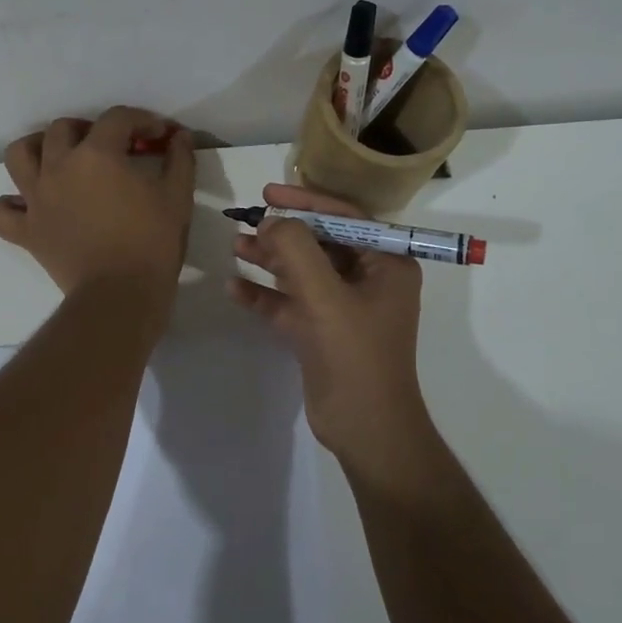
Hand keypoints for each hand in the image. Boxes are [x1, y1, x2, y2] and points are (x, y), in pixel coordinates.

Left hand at [0, 108, 194, 315]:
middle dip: (90, 129)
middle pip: (63, 128)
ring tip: (57, 159)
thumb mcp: (178, 197)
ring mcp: (37, 199)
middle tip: (111, 147)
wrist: (120, 295)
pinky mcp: (26, 231)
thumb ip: (179, 160)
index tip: (158, 136)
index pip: (117, 119)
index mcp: (98, 154)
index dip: (142, 120)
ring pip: (19, 155)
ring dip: (37, 149)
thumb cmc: (152, 243)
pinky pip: (0, 212)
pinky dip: (9, 205)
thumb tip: (179, 137)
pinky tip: (28, 206)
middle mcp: (59, 167)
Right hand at [227, 183, 427, 460]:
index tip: (269, 193)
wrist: (365, 429)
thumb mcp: (325, 296)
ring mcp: (344, 307)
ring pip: (302, 272)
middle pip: (320, 243)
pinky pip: (290, 303)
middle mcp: (368, 280)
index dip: (306, 202)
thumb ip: (297, 251)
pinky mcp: (321, 331)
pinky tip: (235, 288)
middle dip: (283, 233)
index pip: (345, 219)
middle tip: (247, 221)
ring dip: (270, 259)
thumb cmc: (355, 355)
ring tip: (235, 246)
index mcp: (386, 264)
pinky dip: (265, 295)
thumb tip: (272, 222)